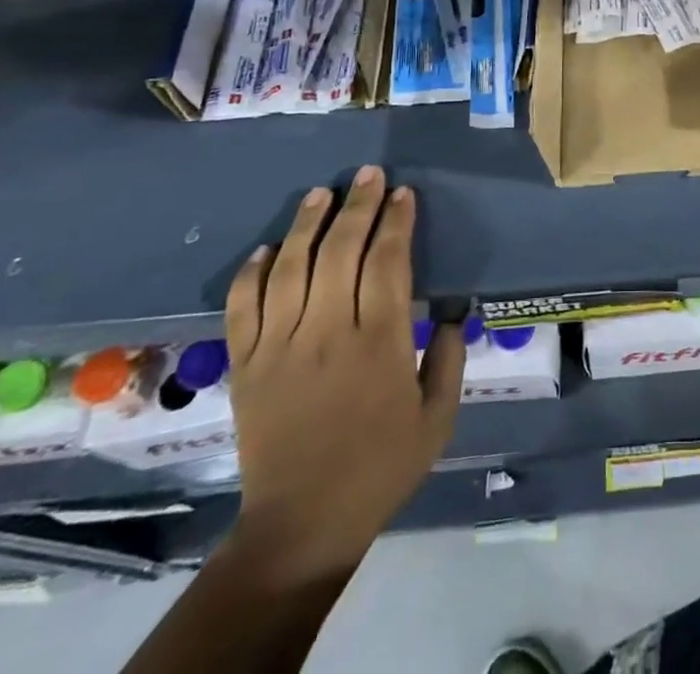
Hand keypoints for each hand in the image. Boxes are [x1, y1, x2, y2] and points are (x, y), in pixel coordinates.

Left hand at [222, 166, 463, 583]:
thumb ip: (452, 358)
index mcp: (380, 342)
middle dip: (358, 205)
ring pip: (291, 268)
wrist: (301, 524)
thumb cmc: (380, 467)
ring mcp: (280, 347)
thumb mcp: (438, 418)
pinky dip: (252, 273)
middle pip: (341, 251)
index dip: (397, 221)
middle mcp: (328, 333)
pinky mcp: (246, 366)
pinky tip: (268, 248)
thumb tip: (456, 311)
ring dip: (307, 225)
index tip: (404, 194)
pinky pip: (243, 308)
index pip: (387, 262)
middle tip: (368, 174)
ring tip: (321, 192)